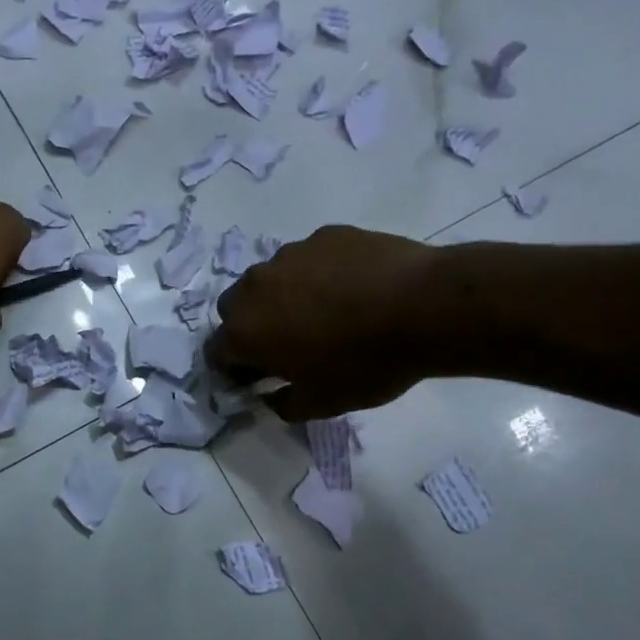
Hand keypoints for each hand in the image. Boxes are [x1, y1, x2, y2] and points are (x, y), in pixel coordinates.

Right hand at [207, 225, 446, 420]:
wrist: (423, 306)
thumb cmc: (365, 364)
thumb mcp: (323, 403)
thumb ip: (284, 405)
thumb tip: (270, 396)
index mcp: (245, 330)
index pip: (216, 352)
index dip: (234, 369)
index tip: (259, 379)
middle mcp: (255, 286)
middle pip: (235, 308)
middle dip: (251, 326)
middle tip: (289, 343)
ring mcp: (289, 254)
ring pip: (271, 279)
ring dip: (284, 296)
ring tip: (328, 312)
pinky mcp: (323, 235)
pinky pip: (309, 258)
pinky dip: (320, 274)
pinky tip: (355, 288)